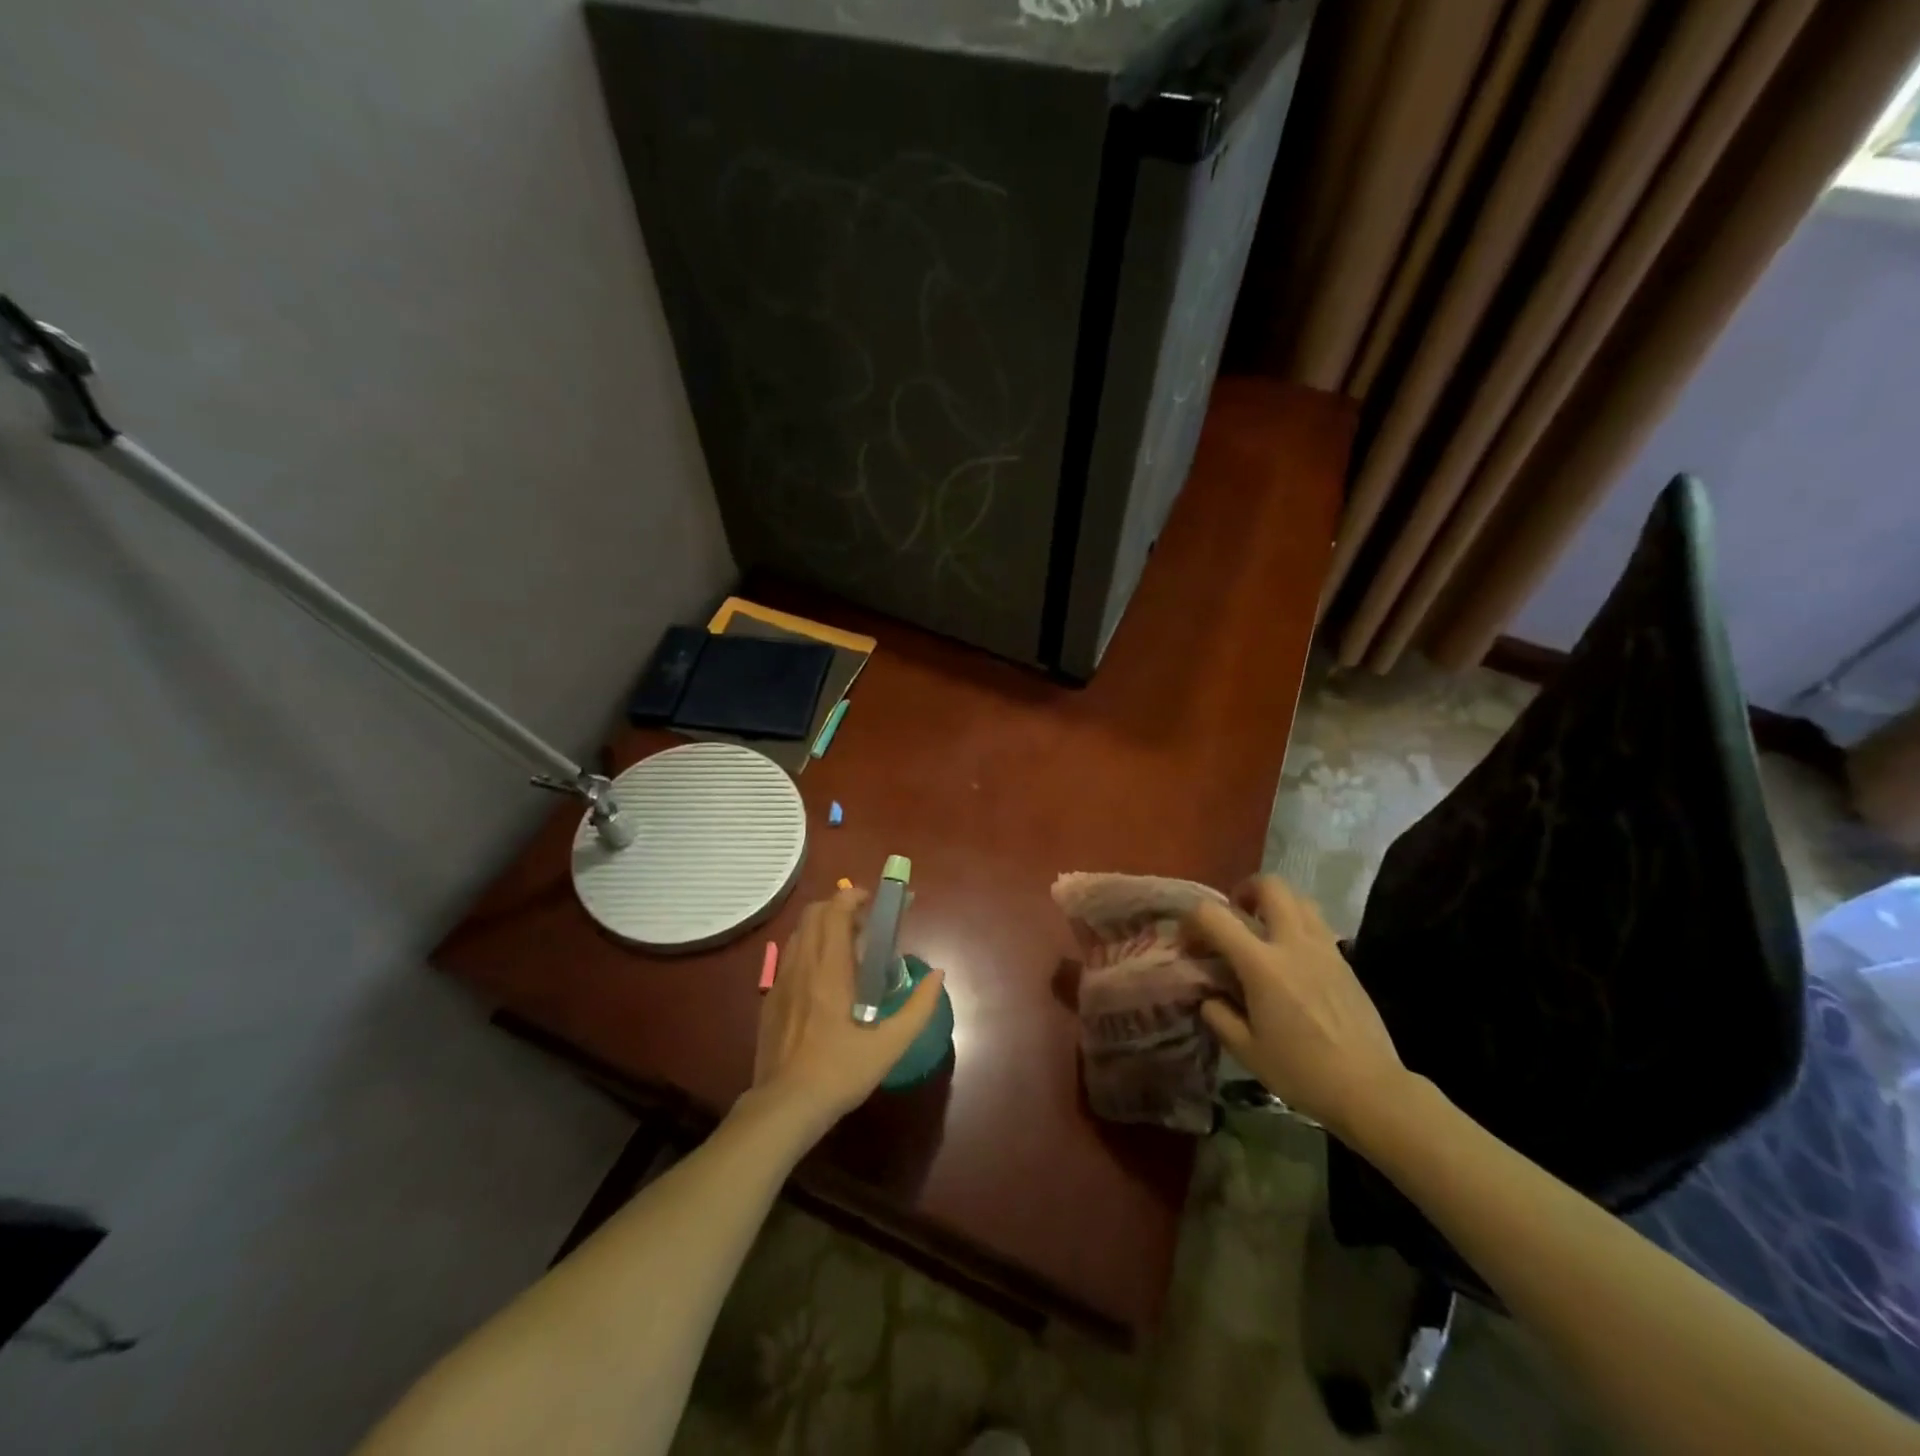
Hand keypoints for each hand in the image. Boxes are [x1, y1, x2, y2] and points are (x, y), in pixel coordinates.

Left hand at [749, 888, 946, 1133]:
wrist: (785, 1107)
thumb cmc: (840, 1072)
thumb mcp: (890, 1045)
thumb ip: (919, 1007)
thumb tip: (938, 975)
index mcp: (830, 970)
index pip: (835, 912)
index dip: (852, 897)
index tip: (872, 901)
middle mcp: (802, 965)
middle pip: (812, 914)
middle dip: (837, 907)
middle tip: (863, 923)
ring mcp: (780, 981)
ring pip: (798, 933)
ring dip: (821, 927)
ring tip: (845, 946)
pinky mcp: (770, 999)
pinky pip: (788, 957)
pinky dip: (807, 949)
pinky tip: (821, 978)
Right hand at [1189, 875, 1407, 1143]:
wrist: (1370, 1089)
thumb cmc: (1302, 1072)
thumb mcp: (1246, 1050)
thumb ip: (1218, 1015)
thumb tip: (1209, 996)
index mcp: (1262, 965)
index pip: (1213, 916)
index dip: (1192, 921)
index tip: (1190, 944)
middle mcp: (1293, 944)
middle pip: (1269, 886)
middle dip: (1245, 891)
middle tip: (1235, 916)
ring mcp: (1324, 949)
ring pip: (1299, 899)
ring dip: (1275, 904)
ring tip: (1264, 931)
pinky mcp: (1345, 961)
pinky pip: (1317, 924)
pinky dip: (1297, 925)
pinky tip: (1292, 959)